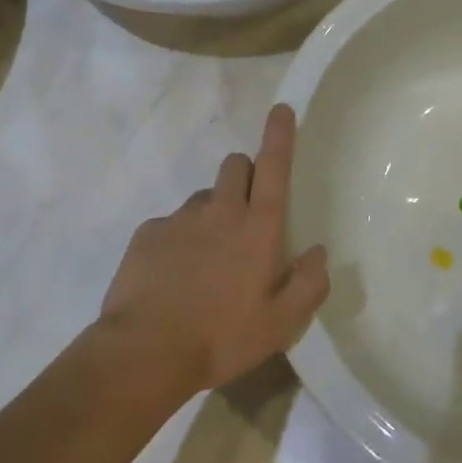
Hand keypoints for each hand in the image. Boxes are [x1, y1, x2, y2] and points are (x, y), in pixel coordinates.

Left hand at [100, 104, 330, 397]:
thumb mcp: (279, 325)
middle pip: (235, 165)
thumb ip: (308, 285)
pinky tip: (172, 277)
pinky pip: (170, 224)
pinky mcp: (147, 233)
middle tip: (245, 213)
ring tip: (205, 258)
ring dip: (212, 212)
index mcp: (257, 227)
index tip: (281, 108)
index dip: (280, 134)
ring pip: (203, 196)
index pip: (273, 166)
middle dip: (244, 174)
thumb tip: (318, 253)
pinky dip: (178, 240)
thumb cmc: (221, 338)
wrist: (143, 354)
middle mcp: (220, 211)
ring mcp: (181, 219)